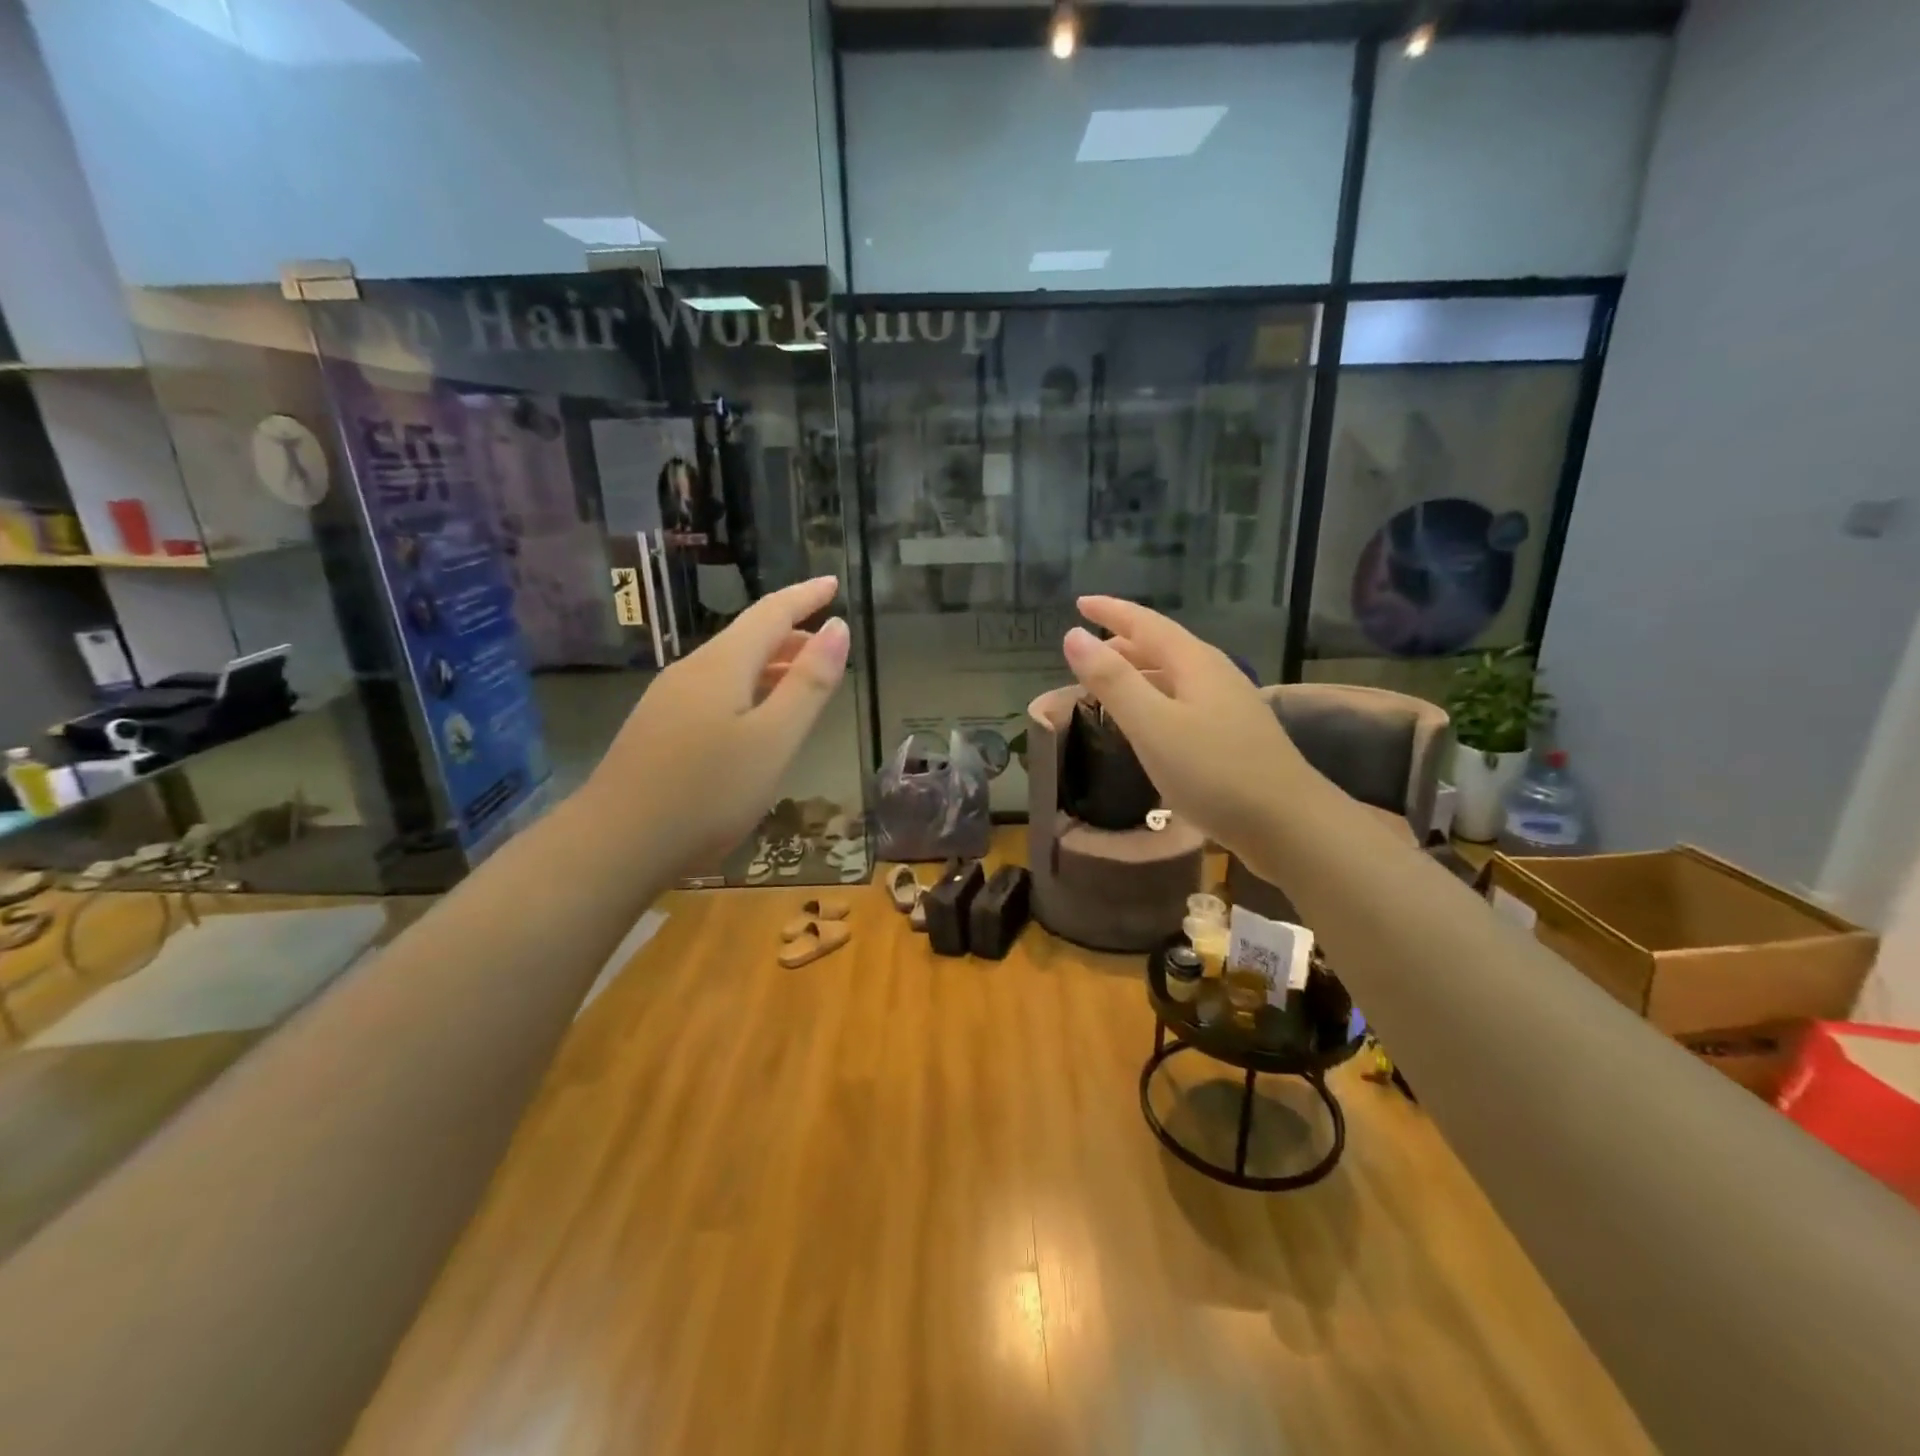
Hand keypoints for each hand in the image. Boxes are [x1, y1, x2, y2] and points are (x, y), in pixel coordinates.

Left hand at [590, 576, 849, 874]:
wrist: (615, 844)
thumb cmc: (707, 792)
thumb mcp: (774, 740)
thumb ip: (809, 685)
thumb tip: (837, 627)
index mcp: (722, 665)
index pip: (772, 613)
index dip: (805, 596)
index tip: (833, 583)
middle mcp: (692, 671)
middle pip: (748, 638)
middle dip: (792, 635)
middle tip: (829, 646)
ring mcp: (669, 701)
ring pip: (730, 667)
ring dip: (771, 666)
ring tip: (803, 684)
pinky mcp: (659, 730)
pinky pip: (714, 692)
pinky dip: (748, 691)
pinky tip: (756, 721)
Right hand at [1061, 596, 1310, 859]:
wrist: (1289, 824)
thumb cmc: (1215, 772)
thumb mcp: (1153, 725)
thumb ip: (1113, 681)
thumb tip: (1074, 635)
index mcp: (1195, 663)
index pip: (1146, 624)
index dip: (1111, 612)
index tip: (1080, 603)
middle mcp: (1214, 675)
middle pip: (1162, 647)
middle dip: (1123, 643)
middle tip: (1086, 648)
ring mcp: (1228, 706)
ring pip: (1174, 675)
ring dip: (1139, 672)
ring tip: (1108, 682)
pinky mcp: (1233, 736)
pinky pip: (1183, 701)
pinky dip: (1155, 700)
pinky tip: (1148, 722)